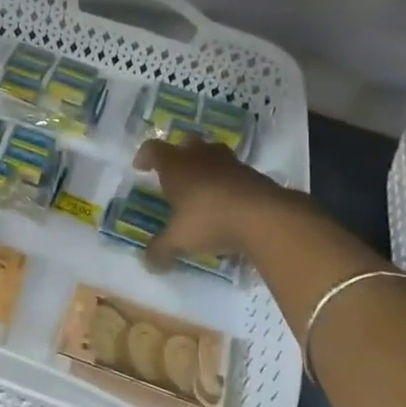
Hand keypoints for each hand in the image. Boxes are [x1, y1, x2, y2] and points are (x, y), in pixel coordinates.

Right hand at [135, 134, 296, 267]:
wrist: (265, 217)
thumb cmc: (210, 220)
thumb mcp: (179, 240)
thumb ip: (161, 249)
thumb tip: (147, 263)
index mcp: (176, 165)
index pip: (153, 149)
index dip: (145, 156)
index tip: (140, 167)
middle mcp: (201, 157)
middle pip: (186, 143)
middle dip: (179, 155)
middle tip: (174, 174)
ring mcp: (230, 163)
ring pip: (213, 154)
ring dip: (205, 166)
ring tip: (202, 187)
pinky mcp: (254, 174)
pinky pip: (234, 172)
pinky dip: (227, 182)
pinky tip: (227, 203)